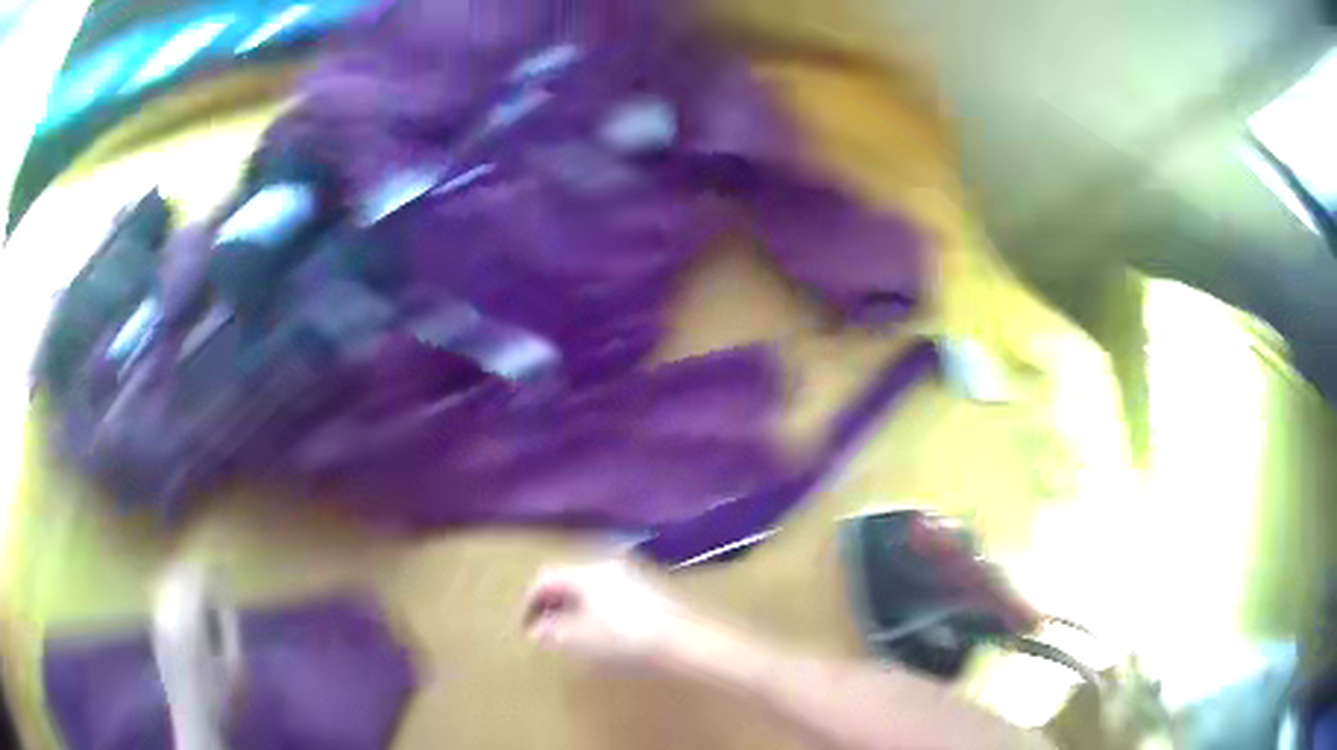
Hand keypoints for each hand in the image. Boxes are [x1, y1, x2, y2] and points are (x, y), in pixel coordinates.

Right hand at [521, 561, 691, 668]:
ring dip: (574, 604)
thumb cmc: (626, 640)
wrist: (685, 641)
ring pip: (590, 585)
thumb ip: (553, 632)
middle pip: (568, 578)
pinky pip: (610, 591)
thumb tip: (539, 629)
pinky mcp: (650, 588)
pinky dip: (596, 606)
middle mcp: (606, 565)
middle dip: (552, 602)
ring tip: (570, 631)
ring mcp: (631, 574)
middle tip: (545, 627)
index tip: (524, 626)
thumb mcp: (580, 641)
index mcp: (585, 573)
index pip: (545, 579)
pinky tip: (602, 629)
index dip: (529, 602)